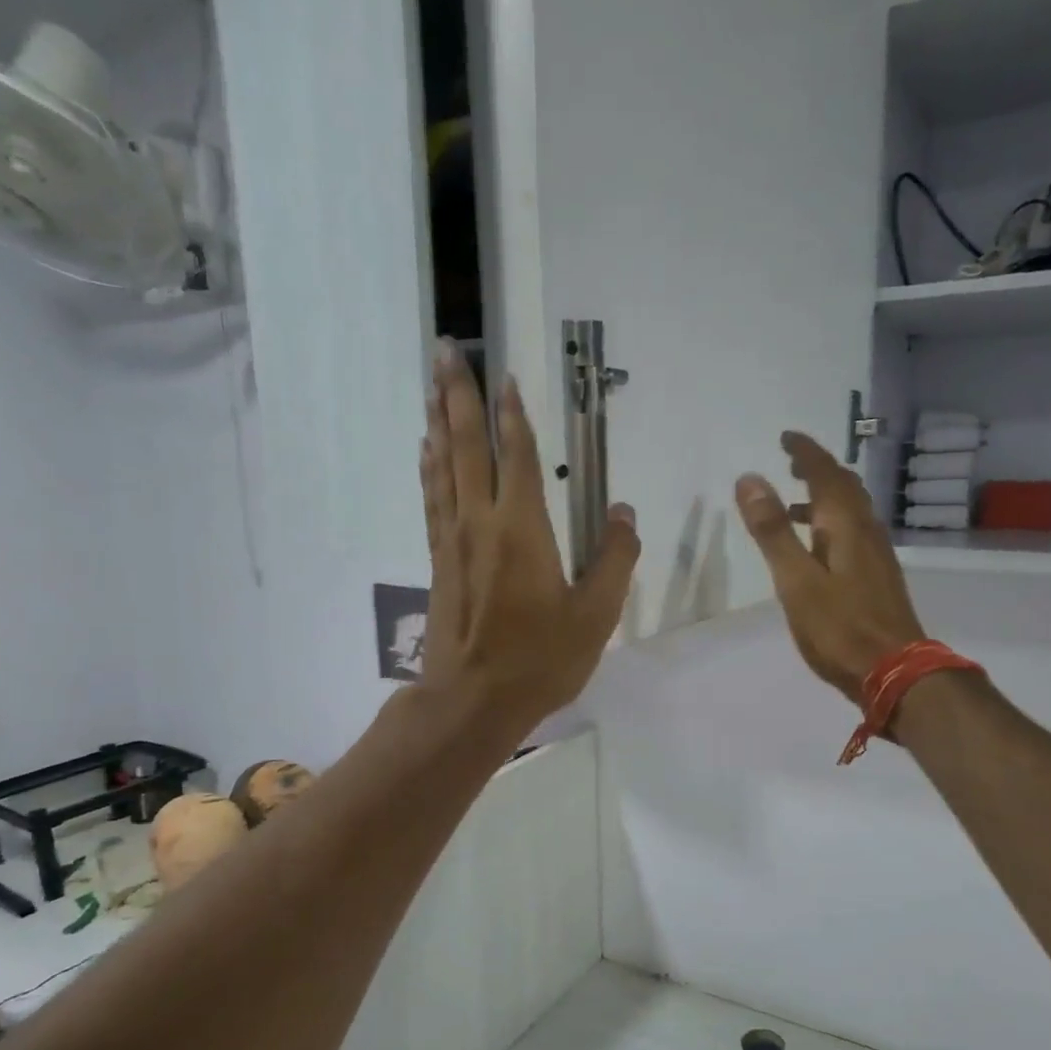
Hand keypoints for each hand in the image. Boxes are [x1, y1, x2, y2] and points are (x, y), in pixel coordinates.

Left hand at [420, 339, 639, 727]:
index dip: (513, 415)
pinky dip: (430, 468)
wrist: (472, 700)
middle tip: (445, 349)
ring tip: (431, 384)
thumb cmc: (540, 659)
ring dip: (439, 421)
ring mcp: (453, 540)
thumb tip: (623, 514)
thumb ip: (614, 561)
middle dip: (458, 395)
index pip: (518, 457)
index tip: (506, 376)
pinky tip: (427, 451)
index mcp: (523, 529)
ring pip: (443, 466)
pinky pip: (432, 499)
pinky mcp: (440, 561)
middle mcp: (481, 522)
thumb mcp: (595, 616)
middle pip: (468, 446)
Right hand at [735, 433, 925, 701]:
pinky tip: (817, 548)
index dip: (805, 452)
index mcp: (845, 525)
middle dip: (817, 469)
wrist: (894, 671)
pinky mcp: (878, 578)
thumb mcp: (796, 580)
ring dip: (823, 498)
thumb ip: (773, 531)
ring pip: (851, 511)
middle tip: (790, 462)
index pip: (825, 474)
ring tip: (792, 505)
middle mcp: (866, 531)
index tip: (786, 437)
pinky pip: (853, 534)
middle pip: (844, 488)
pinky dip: (831, 524)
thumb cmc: (839, 627)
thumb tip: (750, 478)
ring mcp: (876, 555)